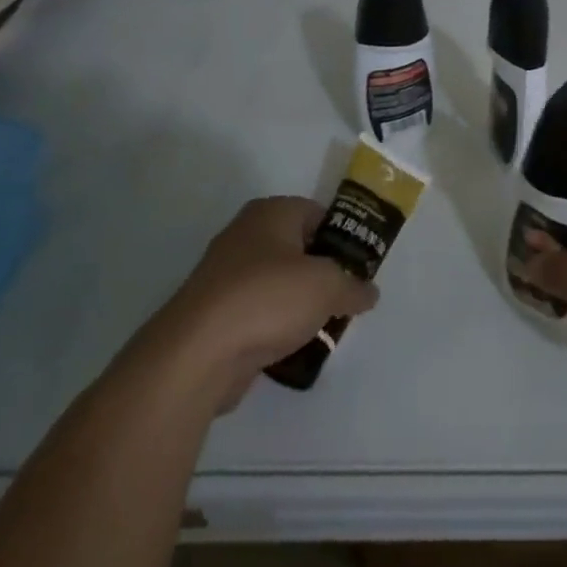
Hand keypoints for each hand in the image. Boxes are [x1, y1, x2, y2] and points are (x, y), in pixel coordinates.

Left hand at [125, 197, 377, 410]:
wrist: (197, 354)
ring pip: (278, 284)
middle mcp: (246, 235)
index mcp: (271, 213)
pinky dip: (276, 328)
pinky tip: (294, 348)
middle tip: (346, 298)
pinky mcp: (215, 314)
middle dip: (323, 274)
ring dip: (301, 305)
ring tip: (325, 328)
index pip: (318, 214)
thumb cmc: (268, 299)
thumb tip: (369, 292)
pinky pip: (258, 314)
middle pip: (298, 249)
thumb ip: (353, 286)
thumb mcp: (328, 286)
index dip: (343, 238)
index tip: (361, 267)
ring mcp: (226, 276)